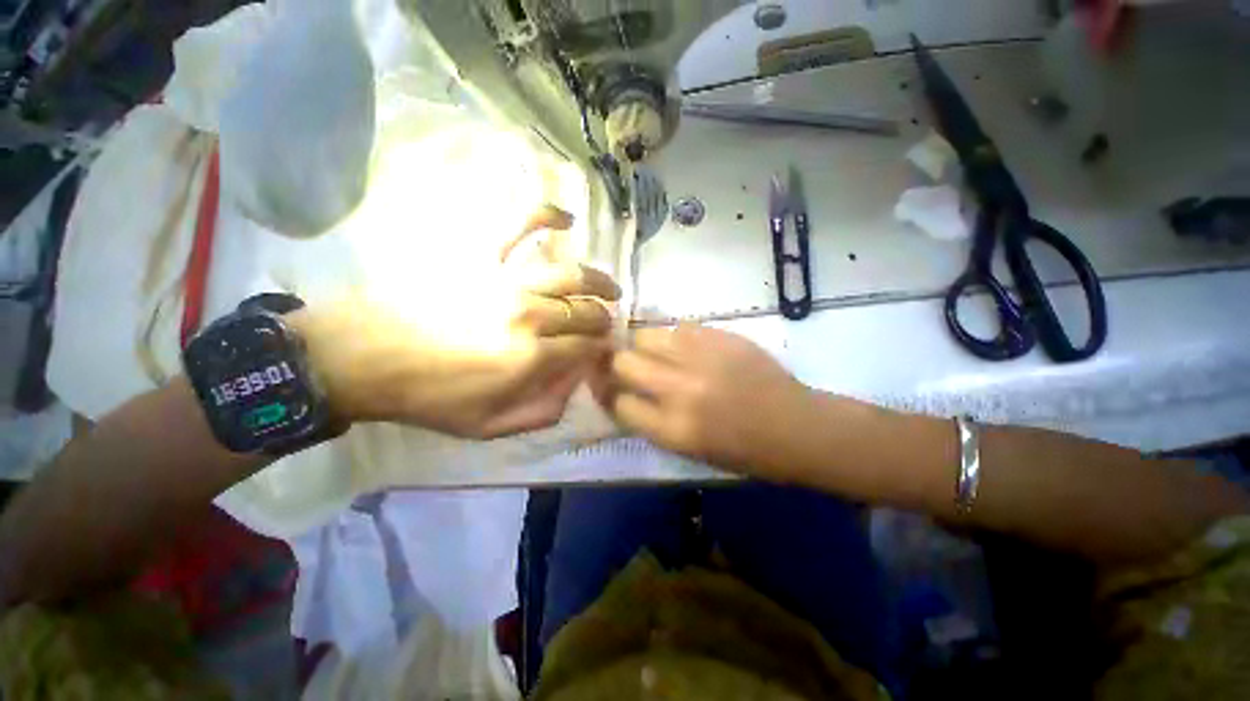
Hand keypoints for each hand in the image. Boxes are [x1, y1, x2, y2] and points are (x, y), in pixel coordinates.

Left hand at [290, 207, 621, 438]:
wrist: (361, 356)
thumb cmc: (426, 396)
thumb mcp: (488, 427)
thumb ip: (542, 412)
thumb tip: (574, 386)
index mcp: (532, 357)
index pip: (588, 347)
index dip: (601, 349)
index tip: (602, 350)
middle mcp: (530, 314)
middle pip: (587, 311)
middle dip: (603, 319)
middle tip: (603, 323)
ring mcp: (506, 277)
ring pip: (572, 273)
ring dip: (598, 281)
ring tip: (608, 288)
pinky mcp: (480, 251)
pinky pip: (521, 222)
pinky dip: (548, 215)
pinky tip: (566, 220)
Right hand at [607, 325, 812, 474]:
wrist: (795, 426)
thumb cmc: (743, 451)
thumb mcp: (688, 450)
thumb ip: (651, 421)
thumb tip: (623, 394)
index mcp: (673, 429)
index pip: (618, 403)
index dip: (611, 395)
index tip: (613, 389)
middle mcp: (680, 390)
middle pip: (624, 363)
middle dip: (619, 364)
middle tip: (628, 365)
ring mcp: (700, 358)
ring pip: (646, 336)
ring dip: (645, 345)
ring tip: (658, 353)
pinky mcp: (719, 336)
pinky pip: (680, 327)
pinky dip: (676, 337)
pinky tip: (688, 347)